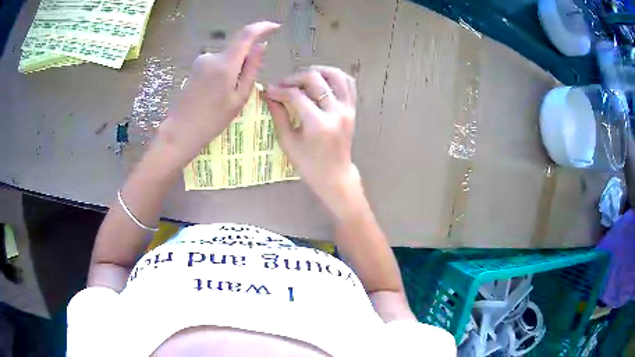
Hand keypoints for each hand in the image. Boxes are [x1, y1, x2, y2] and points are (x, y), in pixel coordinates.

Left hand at [160, 21, 279, 163]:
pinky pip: (217, 63)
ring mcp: (201, 60)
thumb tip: (261, 46)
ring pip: (227, 57)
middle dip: (246, 61)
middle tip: (242, 88)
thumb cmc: (213, 120)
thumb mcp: (239, 97)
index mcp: (225, 64)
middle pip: (237, 48)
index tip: (275, 27)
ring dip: (234, 69)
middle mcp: (212, 56)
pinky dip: (224, 72)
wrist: (181, 130)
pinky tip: (216, 93)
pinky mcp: (195, 66)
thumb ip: (251, 69)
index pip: (246, 34)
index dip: (262, 27)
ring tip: (227, 95)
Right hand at [265, 66, 360, 217]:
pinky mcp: (353, 109)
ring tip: (303, 77)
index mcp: (318, 124)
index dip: (280, 90)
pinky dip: (335, 77)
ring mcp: (348, 109)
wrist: (334, 175)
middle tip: (283, 84)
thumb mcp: (288, 141)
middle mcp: (336, 112)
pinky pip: (348, 84)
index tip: (269, 90)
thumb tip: (268, 95)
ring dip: (317, 71)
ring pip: (335, 76)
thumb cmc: (308, 164)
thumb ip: (279, 115)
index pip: (296, 95)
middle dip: (295, 78)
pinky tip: (322, 80)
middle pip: (315, 80)